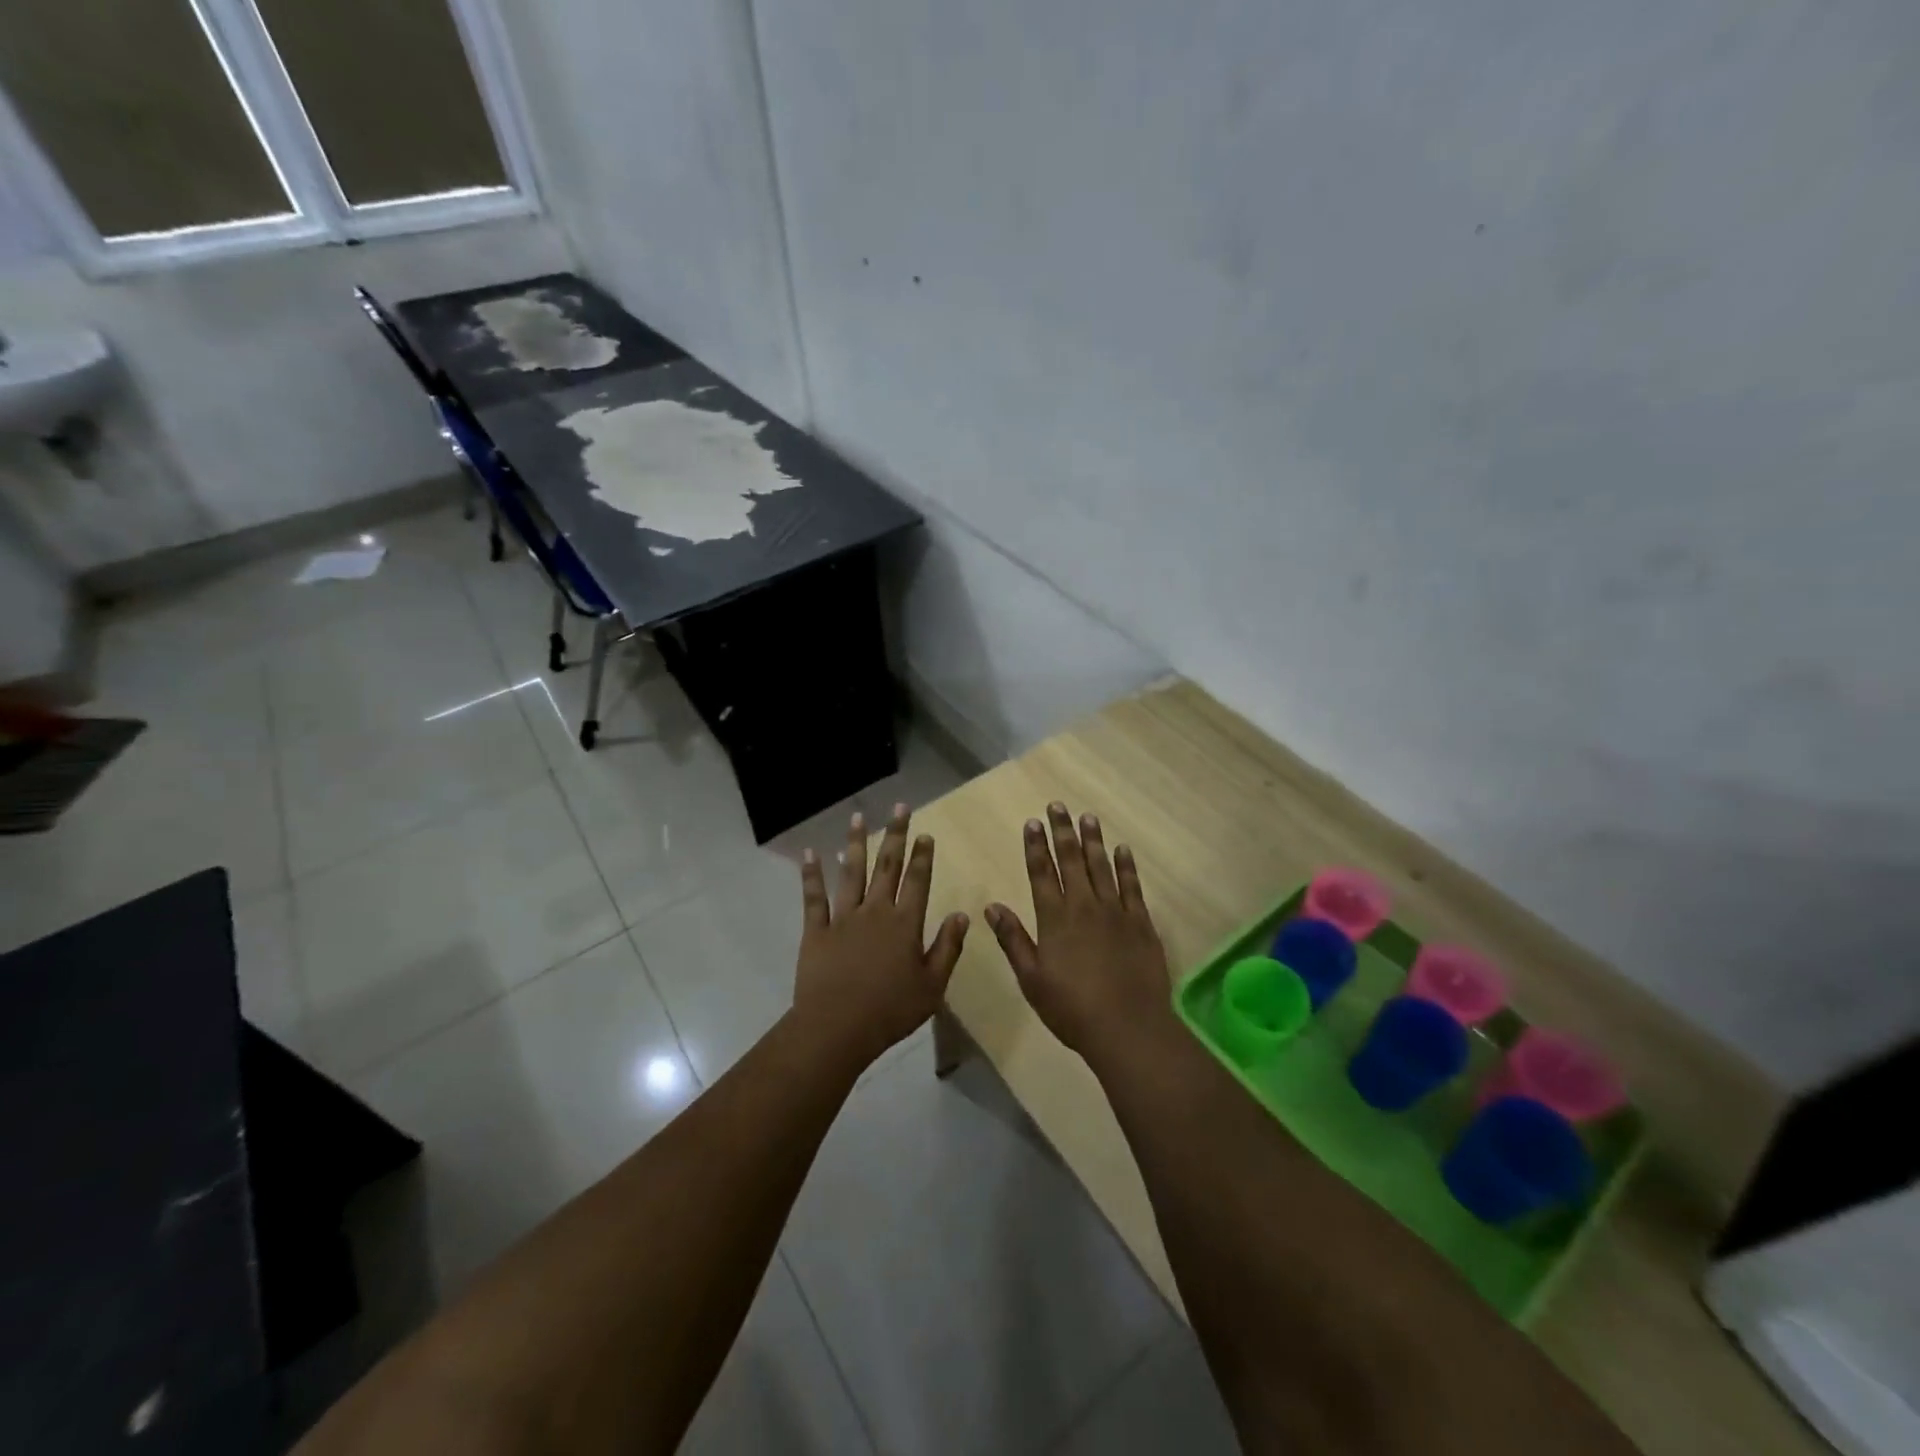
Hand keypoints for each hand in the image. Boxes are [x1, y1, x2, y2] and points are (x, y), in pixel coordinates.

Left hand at [793, 804, 969, 1068]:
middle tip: (899, 808)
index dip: (923, 856)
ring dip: (855, 843)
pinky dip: (811, 874)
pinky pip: (814, 897)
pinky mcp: (816, 930)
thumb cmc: (890, 1010)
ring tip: (858, 818)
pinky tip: (810, 853)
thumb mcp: (932, 985)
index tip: (925, 833)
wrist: (837, 1028)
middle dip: (895, 835)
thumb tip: (961, 914)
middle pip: (887, 866)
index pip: (918, 881)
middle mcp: (875, 911)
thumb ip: (948, 947)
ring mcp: (843, 918)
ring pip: (850, 873)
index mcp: (905, 923)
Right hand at [984, 803, 1174, 1067]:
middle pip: (1071, 860)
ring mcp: (1115, 912)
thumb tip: (992, 907)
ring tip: (1088, 817)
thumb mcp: (1031, 979)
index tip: (1032, 822)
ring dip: (1093, 840)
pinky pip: (1132, 886)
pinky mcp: (1141, 923)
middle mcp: (1084, 906)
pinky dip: (1126, 866)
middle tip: (1058, 806)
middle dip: (1063, 831)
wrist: (1128, 1027)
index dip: (1035, 846)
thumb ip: (1013, 939)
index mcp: (1054, 918)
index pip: (1042, 872)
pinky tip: (1122, 850)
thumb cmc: (1072, 1008)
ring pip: (1102, 866)